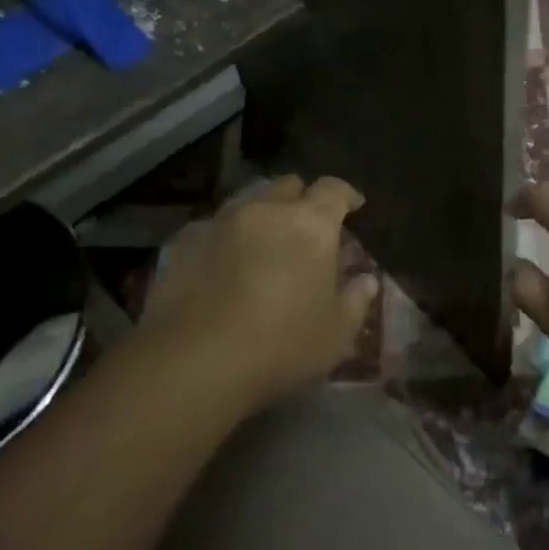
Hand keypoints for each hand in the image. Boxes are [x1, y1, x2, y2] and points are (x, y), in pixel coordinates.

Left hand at [138, 174, 378, 408]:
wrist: (193, 363)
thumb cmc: (281, 345)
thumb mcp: (336, 333)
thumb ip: (355, 300)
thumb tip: (366, 280)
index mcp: (310, 223)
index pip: (334, 189)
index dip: (346, 195)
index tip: (354, 207)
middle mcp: (265, 210)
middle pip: (287, 186)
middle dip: (301, 200)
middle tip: (307, 229)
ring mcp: (219, 222)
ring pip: (247, 202)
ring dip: (262, 215)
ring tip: (264, 245)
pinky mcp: (182, 243)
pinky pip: (212, 227)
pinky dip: (226, 238)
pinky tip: (224, 265)